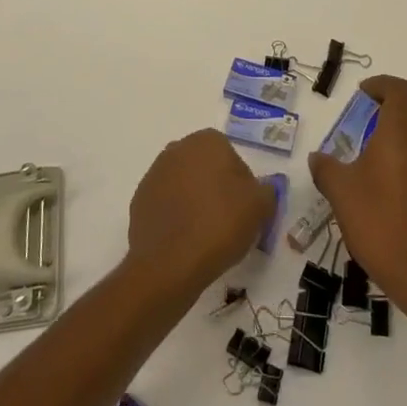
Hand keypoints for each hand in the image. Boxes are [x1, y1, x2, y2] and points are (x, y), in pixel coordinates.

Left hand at [127, 129, 276, 293]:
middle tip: (228, 221)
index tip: (245, 208)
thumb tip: (261, 188)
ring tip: (206, 235)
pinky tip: (185, 241)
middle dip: (216, 188)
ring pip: (184, 185)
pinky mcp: (139, 201)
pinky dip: (176, 218)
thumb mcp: (261, 206)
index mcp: (206, 141)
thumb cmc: (220, 224)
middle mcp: (177, 149)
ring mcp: (154, 174)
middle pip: (205, 168)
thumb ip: (267, 190)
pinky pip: (166, 205)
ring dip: (194, 202)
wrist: (170, 264)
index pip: (231, 156)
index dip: (241, 183)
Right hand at [308, 76, 406, 304]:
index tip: (361, 93)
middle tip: (366, 109)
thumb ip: (326, 168)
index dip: (381, 85)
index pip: (400, 91)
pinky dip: (402, 147)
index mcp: (400, 132)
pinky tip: (379, 171)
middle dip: (392, 100)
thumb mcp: (340, 190)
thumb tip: (318, 158)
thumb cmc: (378, 218)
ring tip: (368, 140)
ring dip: (398, 124)